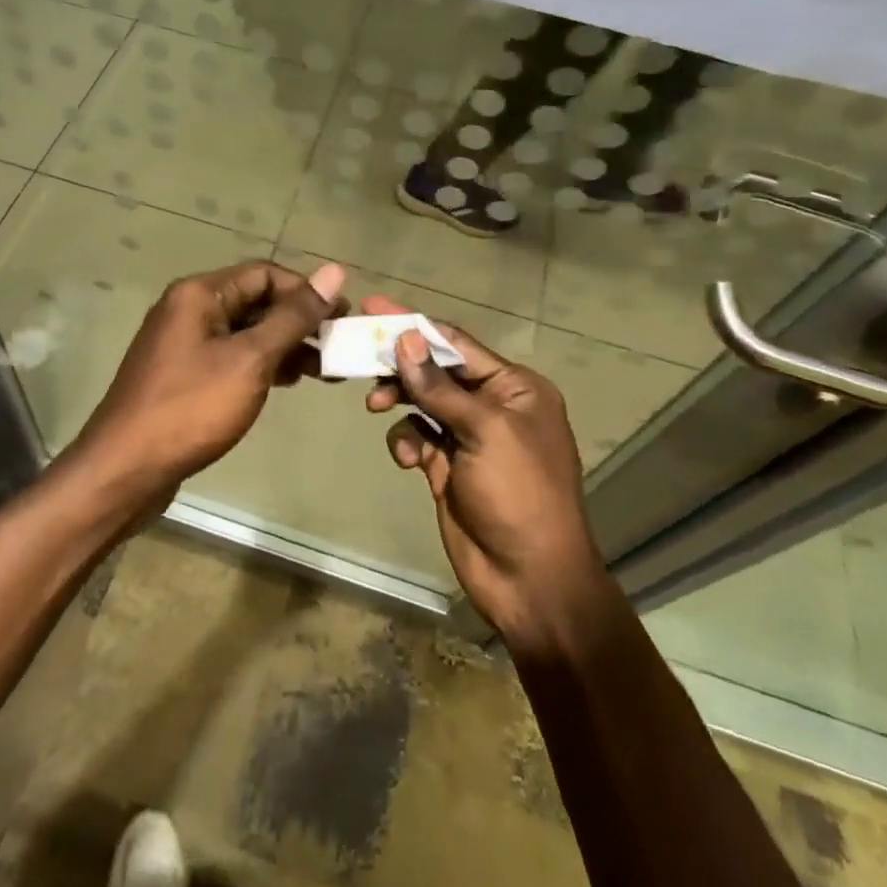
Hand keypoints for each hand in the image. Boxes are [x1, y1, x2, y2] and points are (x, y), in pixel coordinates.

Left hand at [75, 259, 345, 502]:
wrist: (126, 469)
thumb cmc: (192, 408)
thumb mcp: (251, 359)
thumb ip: (294, 316)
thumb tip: (334, 270)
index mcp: (199, 294)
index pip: (265, 273)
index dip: (306, 292)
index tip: (343, 318)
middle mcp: (189, 309)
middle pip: (255, 301)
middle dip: (299, 321)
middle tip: (339, 348)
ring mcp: (184, 343)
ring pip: (246, 332)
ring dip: (284, 345)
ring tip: (323, 371)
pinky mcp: (184, 375)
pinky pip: (232, 356)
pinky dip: (262, 364)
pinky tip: (288, 382)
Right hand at [363, 297, 604, 646]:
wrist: (528, 579)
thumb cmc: (518, 493)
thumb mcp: (484, 432)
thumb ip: (439, 387)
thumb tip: (406, 339)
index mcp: (514, 388)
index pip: (455, 344)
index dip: (414, 325)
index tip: (373, 308)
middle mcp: (491, 406)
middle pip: (434, 370)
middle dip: (399, 364)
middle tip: (357, 354)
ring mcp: (468, 437)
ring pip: (420, 402)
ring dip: (398, 401)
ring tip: (375, 406)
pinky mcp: (446, 466)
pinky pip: (416, 437)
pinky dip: (406, 442)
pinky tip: (409, 460)